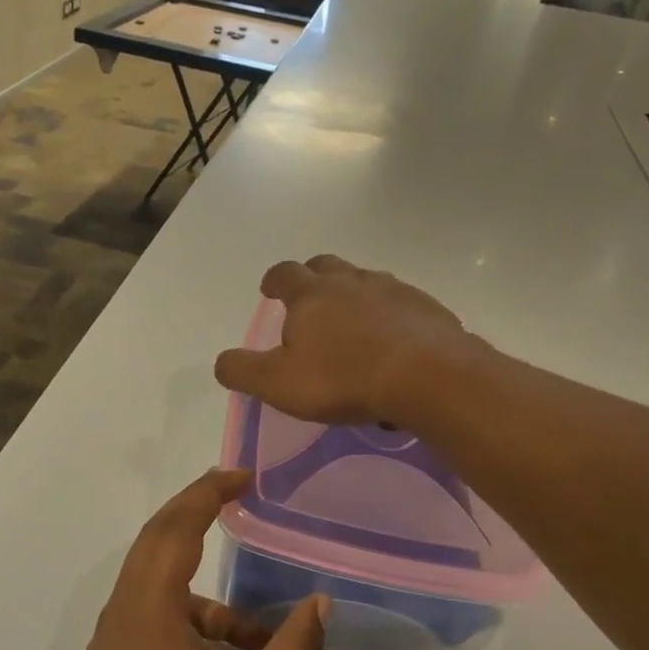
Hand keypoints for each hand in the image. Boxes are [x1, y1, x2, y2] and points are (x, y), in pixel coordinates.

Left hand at [70, 469, 328, 649]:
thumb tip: (320, 603)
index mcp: (147, 611)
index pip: (175, 528)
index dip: (208, 493)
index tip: (245, 475)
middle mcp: (121, 615)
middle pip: (156, 542)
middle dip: (197, 513)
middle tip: (240, 496)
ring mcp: (110, 644)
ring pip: (157, 587)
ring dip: (206, 593)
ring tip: (259, 635)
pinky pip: (151, 620)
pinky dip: (191, 622)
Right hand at [213, 255, 473, 426]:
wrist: (426, 376)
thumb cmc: (342, 378)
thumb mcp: (278, 383)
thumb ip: (242, 371)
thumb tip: (222, 362)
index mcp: (311, 295)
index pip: (284, 274)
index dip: (274, 281)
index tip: (270, 290)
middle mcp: (351, 282)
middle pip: (326, 266)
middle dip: (313, 277)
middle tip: (309, 298)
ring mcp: (393, 290)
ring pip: (366, 281)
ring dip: (354, 294)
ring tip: (353, 322)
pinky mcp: (426, 308)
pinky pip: (401, 304)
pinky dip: (390, 315)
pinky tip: (393, 341)